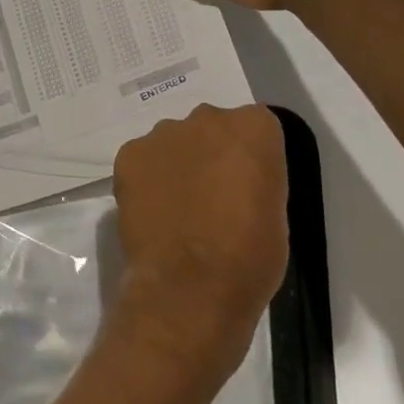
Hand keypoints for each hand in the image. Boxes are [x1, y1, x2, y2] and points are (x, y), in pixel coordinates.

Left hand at [107, 104, 289, 397]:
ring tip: (176, 207)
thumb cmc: (249, 256)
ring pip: (172, 142)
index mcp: (254, 128)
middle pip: (210, 128)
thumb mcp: (275, 211)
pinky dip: (146, 179)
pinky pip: (141, 160)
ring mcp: (163, 134)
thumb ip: (255, 177)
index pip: (254, 128)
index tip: (245, 184)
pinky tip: (152, 210)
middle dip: (209, 153)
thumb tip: (234, 179)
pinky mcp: (128, 155)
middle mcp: (207, 118)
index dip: (248, 158)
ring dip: (175, 164)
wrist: (190, 285)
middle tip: (209, 195)